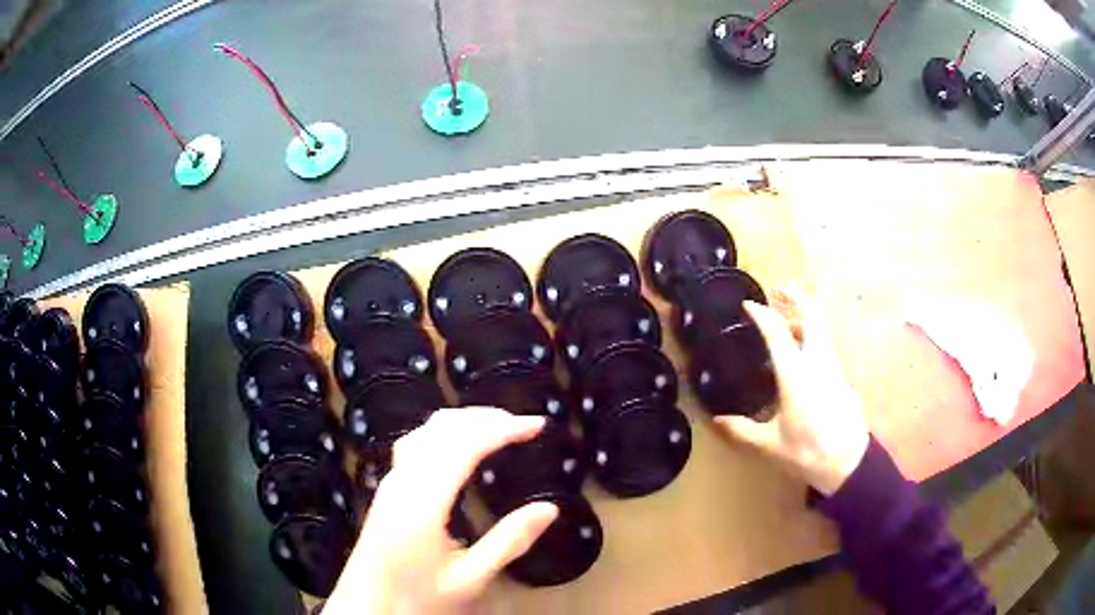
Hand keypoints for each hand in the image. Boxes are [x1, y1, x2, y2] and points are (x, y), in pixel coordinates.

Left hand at [325, 408, 558, 613]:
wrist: (367, 605)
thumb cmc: (418, 597)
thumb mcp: (470, 579)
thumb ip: (508, 542)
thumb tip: (549, 508)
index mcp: (423, 503)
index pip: (464, 446)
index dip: (502, 429)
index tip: (538, 425)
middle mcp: (403, 482)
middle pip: (442, 428)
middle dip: (485, 418)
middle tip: (524, 424)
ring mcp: (391, 482)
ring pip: (425, 431)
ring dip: (464, 421)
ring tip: (499, 427)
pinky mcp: (388, 489)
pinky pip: (417, 443)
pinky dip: (446, 432)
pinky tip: (460, 446)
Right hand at [714, 287, 869, 495]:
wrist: (849, 462)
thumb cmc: (807, 451)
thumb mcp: (770, 444)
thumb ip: (742, 430)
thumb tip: (717, 421)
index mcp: (795, 373)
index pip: (777, 332)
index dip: (761, 314)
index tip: (748, 304)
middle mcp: (817, 361)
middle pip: (812, 314)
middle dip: (796, 296)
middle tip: (779, 289)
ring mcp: (832, 366)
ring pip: (820, 329)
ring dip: (803, 318)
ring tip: (784, 325)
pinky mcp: (840, 376)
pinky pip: (824, 346)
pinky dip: (810, 338)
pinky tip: (798, 358)